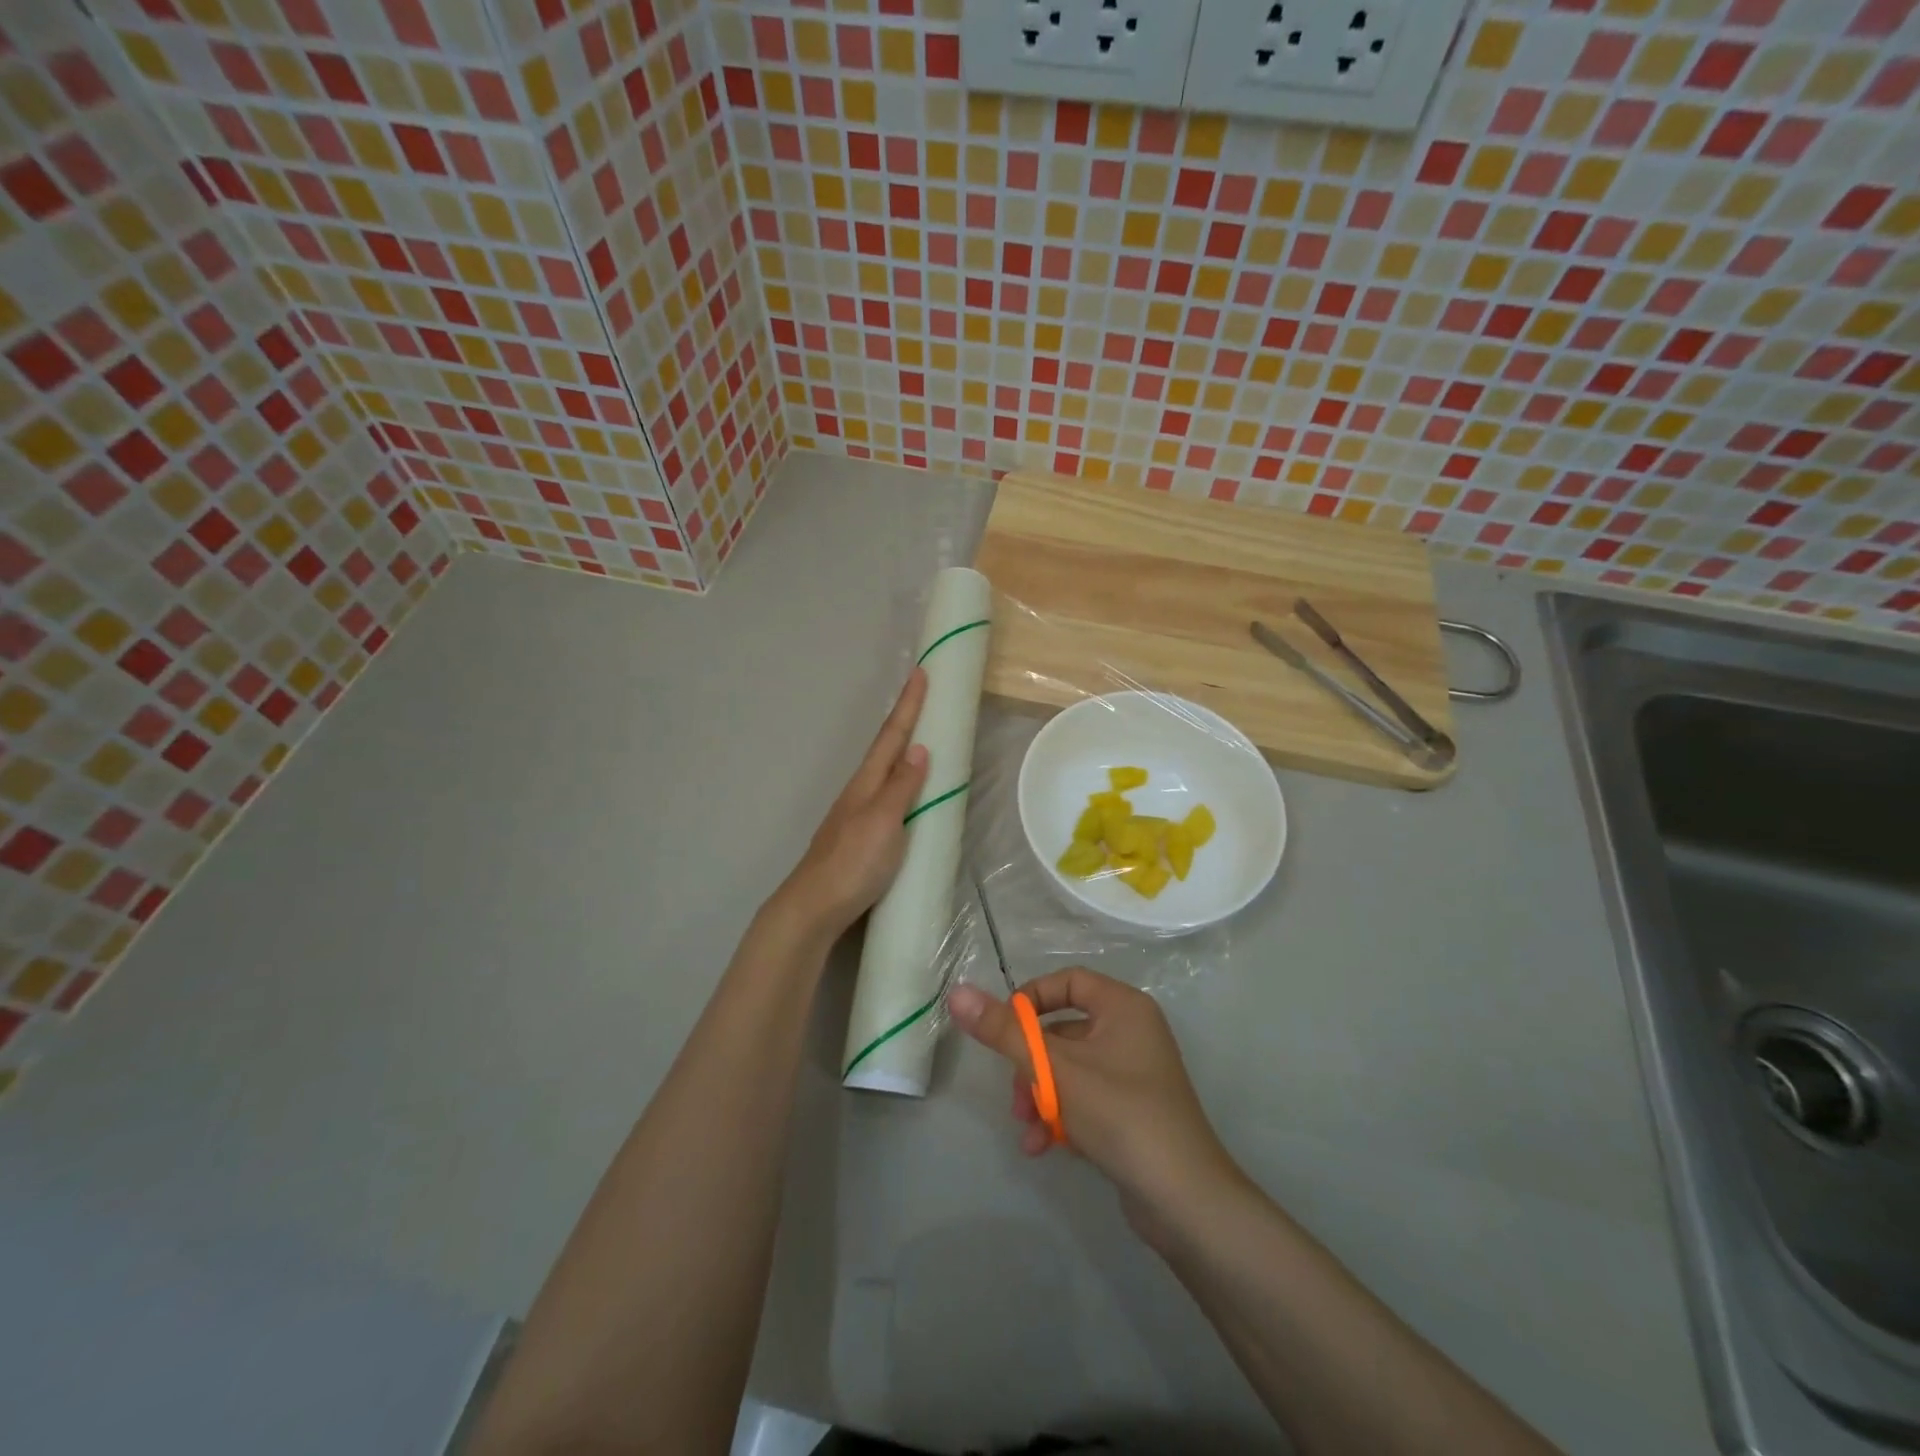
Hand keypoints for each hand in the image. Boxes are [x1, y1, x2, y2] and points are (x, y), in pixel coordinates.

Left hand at [773, 669, 929, 941]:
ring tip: (921, 736)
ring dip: (902, 749)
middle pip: (886, 748)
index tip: (921, 671)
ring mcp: (856, 814)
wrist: (814, 907)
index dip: (908, 705)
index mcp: (867, 783)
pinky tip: (906, 792)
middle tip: (924, 696)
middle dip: (905, 720)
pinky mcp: (859, 836)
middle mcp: (860, 792)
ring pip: (884, 772)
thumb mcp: (883, 822)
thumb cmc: (853, 863)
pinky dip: (900, 781)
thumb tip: (919, 748)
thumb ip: (902, 787)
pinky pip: (885, 795)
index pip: (892, 736)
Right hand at [948, 969, 1244, 1239]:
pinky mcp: (1132, 1110)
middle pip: (1063, 1029)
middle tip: (1016, 1096)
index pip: (1068, 981)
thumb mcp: (1055, 1070)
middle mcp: (1132, 1031)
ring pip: (1069, 1069)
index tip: (1004, 1029)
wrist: (1185, 1201)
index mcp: (1124, 1007)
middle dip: (1031, 1065)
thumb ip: (1004, 1032)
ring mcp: (1134, 1073)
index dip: (1031, 1000)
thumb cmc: (1121, 1115)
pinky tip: (1043, 1147)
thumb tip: (957, 992)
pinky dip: (1062, 1115)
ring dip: (1041, 1096)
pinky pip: (1085, 1097)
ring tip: (1028, 1129)